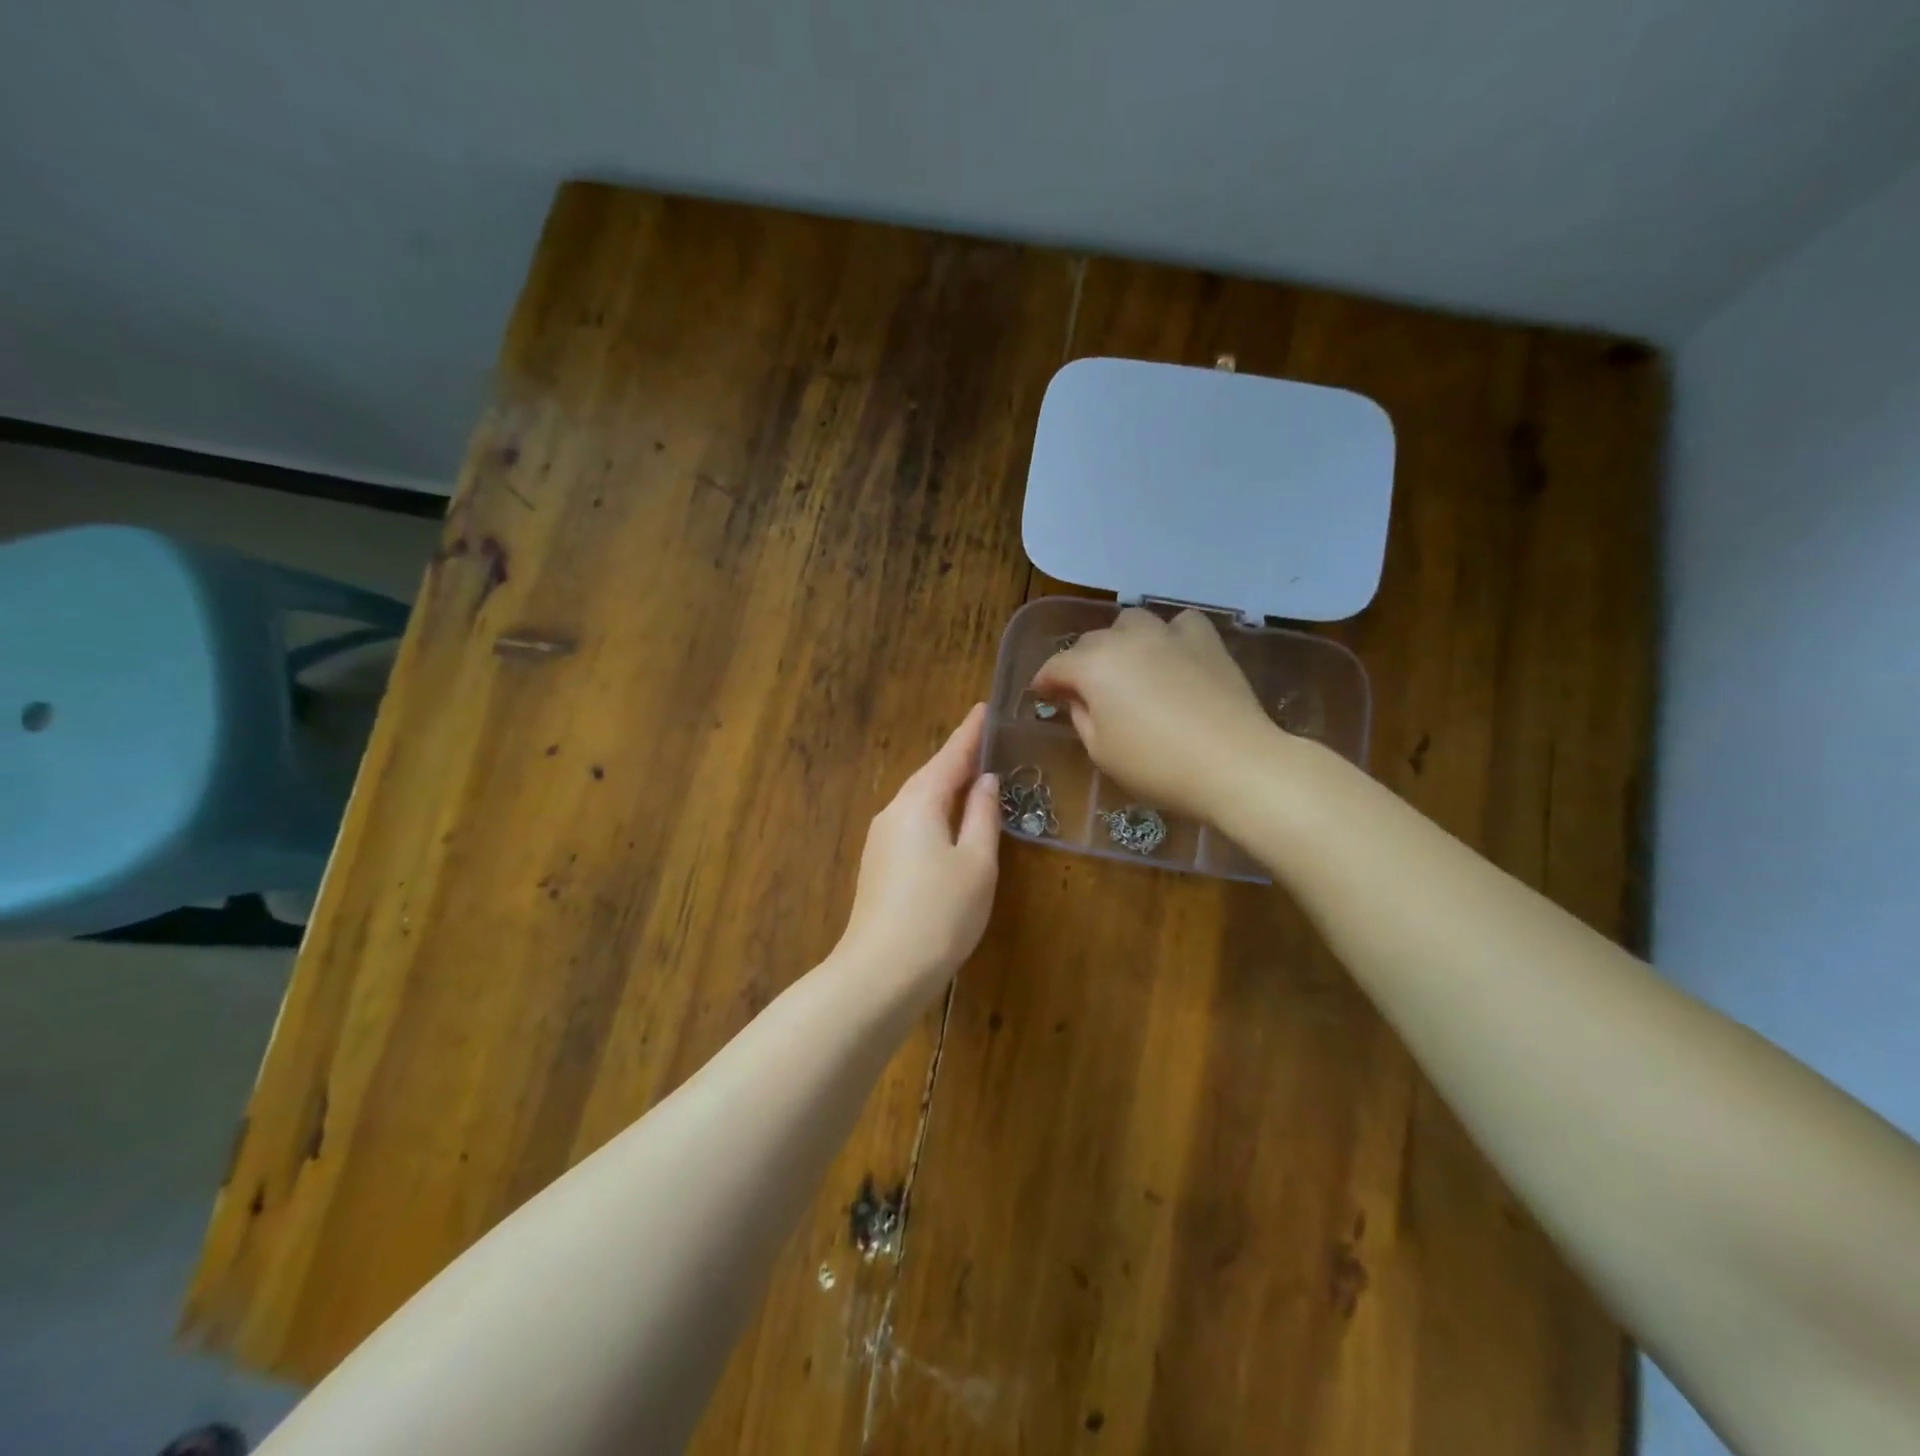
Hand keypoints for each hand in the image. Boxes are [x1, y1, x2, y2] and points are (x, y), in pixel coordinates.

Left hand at [837, 704, 1000, 995]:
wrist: (881, 972)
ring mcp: (881, 840)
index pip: (950, 756)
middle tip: (985, 741)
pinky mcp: (879, 865)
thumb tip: (984, 782)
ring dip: (946, 786)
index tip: (984, 708)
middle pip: (930, 775)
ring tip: (973, 776)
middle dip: (958, 758)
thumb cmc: (940, 913)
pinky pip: (912, 823)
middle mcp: (894, 812)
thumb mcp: (976, 863)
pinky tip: (949, 822)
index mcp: (919, 802)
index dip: (970, 733)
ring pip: (920, 801)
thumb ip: (982, 816)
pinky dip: (935, 812)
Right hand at [1030, 608, 1276, 822]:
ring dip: (1121, 642)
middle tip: (1082, 691)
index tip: (1041, 695)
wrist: (1233, 763)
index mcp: (1093, 666)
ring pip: (1132, 623)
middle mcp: (1126, 639)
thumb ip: (1081, 717)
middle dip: (1080, 663)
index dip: (1044, 681)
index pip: (1056, 666)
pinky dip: (1168, 636)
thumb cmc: (1157, 765)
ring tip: (1127, 667)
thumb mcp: (1102, 751)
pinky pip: (1179, 624)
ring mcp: (1169, 635)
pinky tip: (1172, 656)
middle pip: (1091, 641)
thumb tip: (1077, 698)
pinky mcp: (1206, 641)